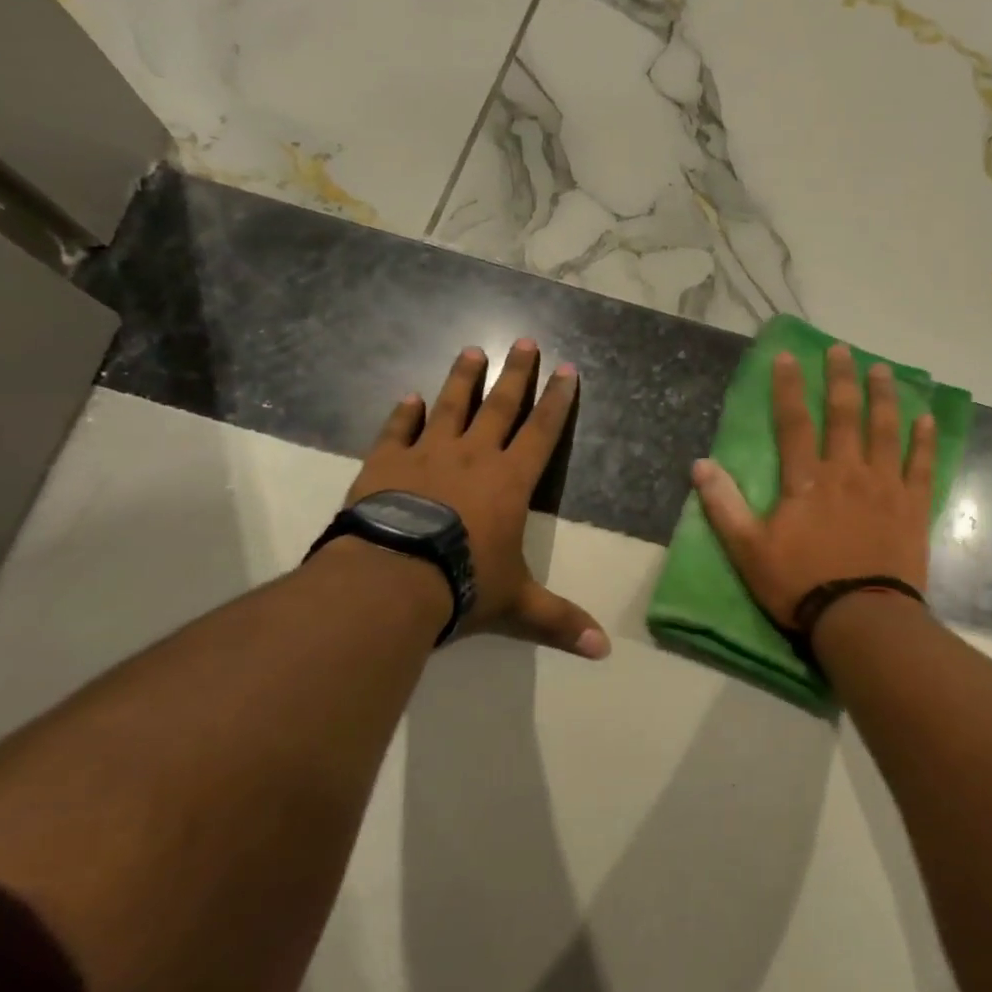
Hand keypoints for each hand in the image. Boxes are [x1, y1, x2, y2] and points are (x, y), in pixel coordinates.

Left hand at [344, 339, 608, 658]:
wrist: (392, 578)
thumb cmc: (464, 583)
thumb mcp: (517, 605)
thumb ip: (559, 622)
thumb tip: (605, 651)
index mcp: (511, 482)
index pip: (543, 432)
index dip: (557, 401)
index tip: (567, 369)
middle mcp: (474, 456)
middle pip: (501, 405)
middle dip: (516, 373)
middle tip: (524, 341)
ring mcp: (427, 455)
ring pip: (450, 406)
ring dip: (463, 379)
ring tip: (472, 350)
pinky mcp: (385, 463)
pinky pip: (397, 430)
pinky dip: (403, 413)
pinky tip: (407, 396)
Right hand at [691, 343, 934, 628]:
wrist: (860, 617)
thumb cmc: (800, 584)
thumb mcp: (748, 550)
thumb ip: (724, 506)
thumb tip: (700, 465)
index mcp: (807, 480)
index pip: (794, 422)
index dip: (788, 387)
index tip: (787, 356)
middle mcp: (847, 471)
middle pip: (845, 415)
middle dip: (842, 378)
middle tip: (843, 349)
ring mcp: (884, 486)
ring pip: (885, 430)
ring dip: (883, 397)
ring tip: (882, 369)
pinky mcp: (912, 507)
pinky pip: (921, 466)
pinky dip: (923, 441)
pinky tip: (926, 418)